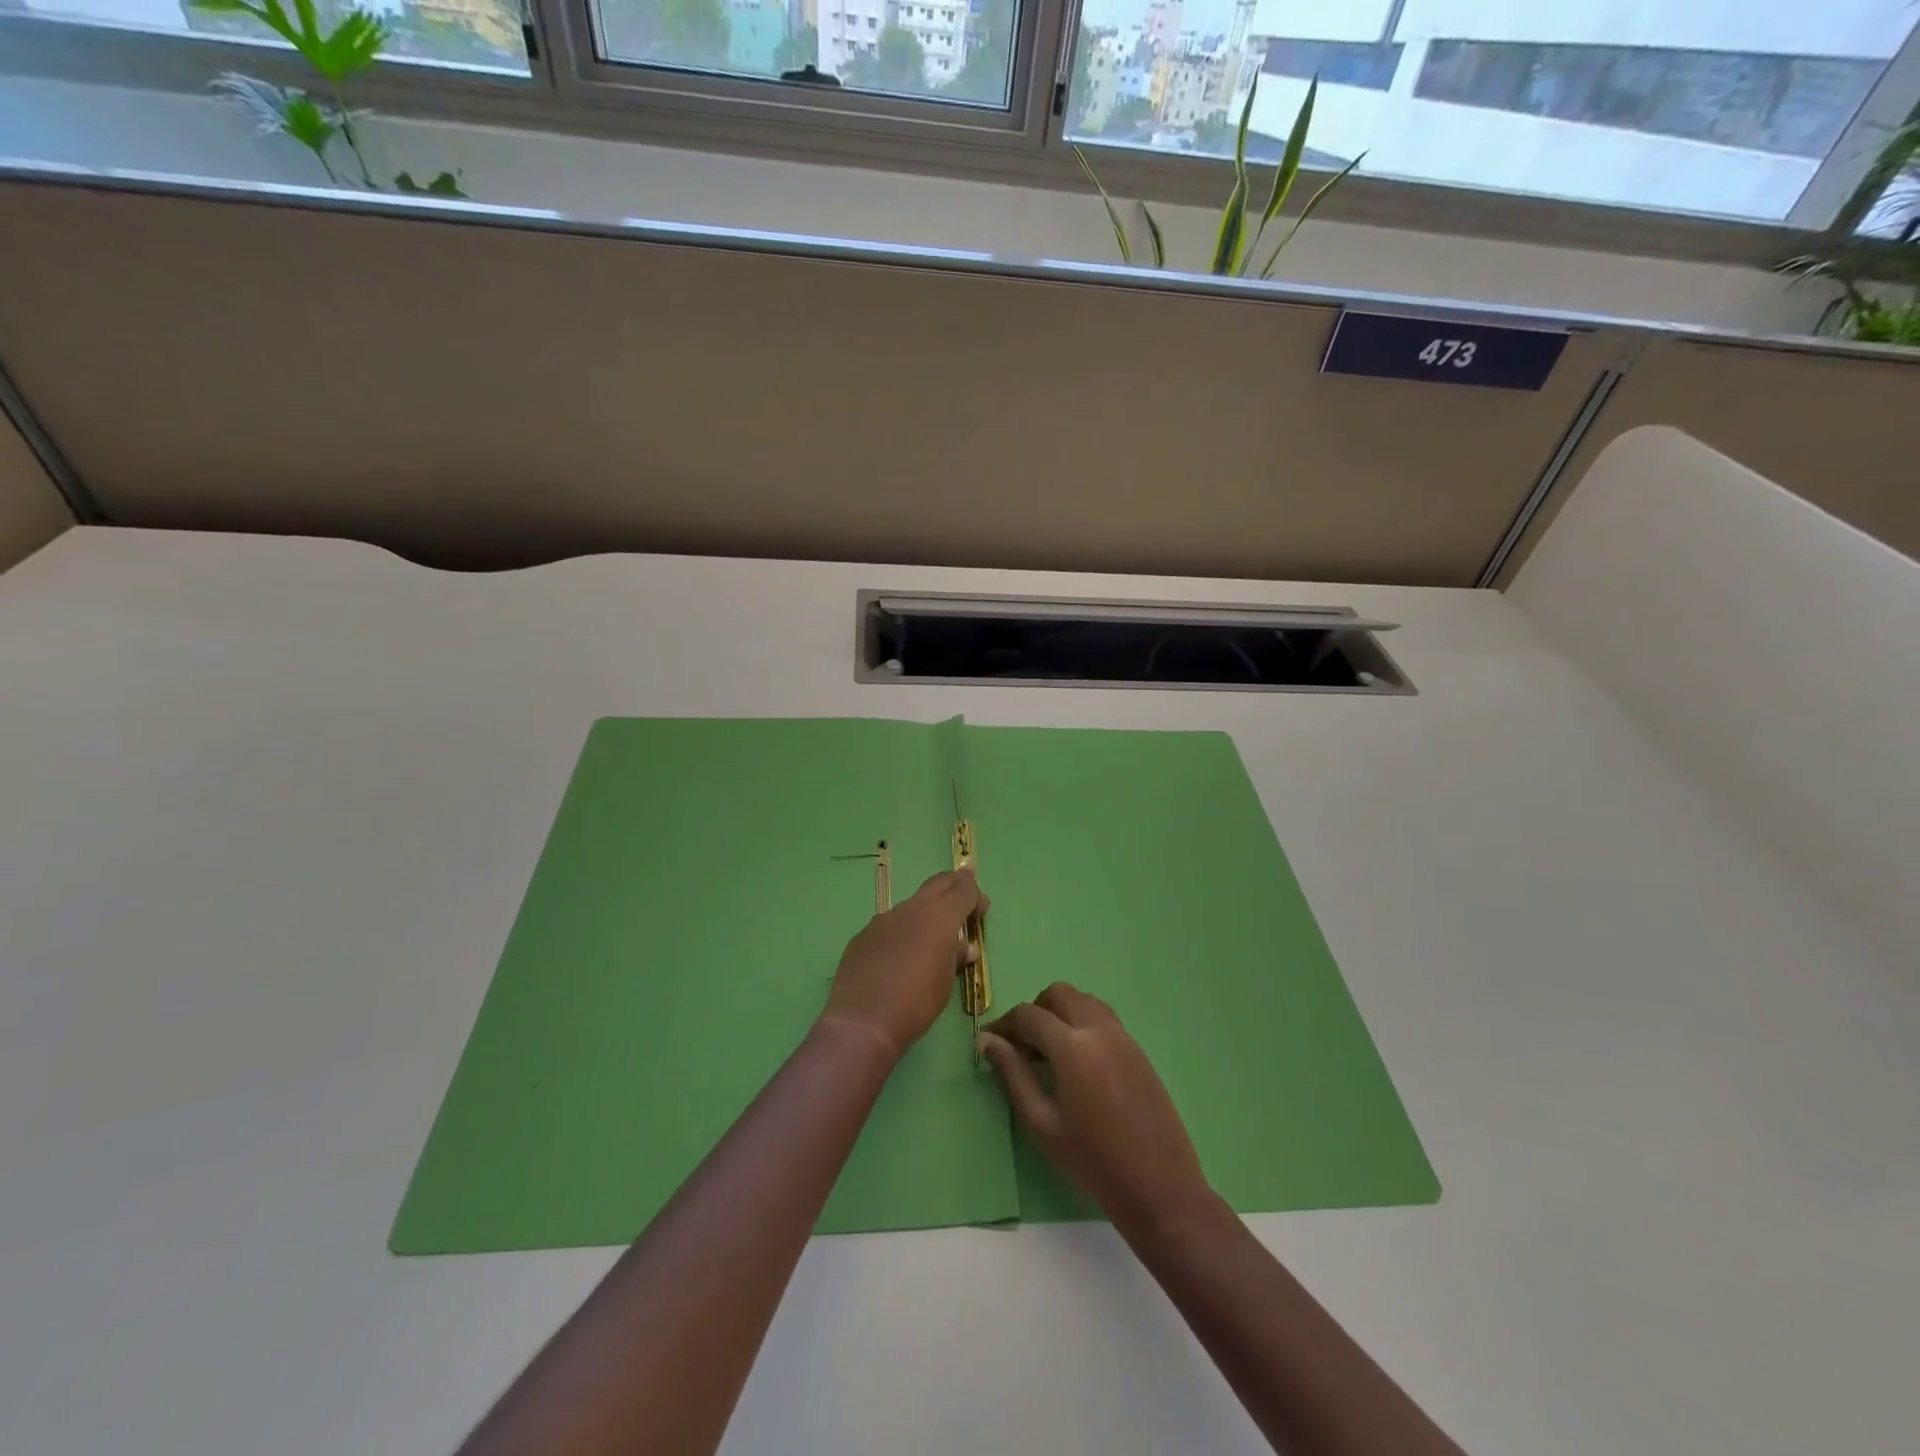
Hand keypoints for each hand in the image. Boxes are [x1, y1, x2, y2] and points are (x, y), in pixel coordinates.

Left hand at [820, 869, 986, 1060]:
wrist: (863, 1021)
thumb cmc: (916, 1002)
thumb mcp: (946, 982)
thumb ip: (956, 957)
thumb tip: (966, 948)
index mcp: (939, 916)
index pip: (963, 888)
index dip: (976, 895)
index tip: (981, 911)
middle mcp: (911, 909)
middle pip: (938, 883)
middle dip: (954, 887)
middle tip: (964, 903)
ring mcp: (883, 919)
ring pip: (911, 906)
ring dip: (925, 915)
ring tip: (929, 943)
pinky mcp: (863, 935)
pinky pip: (890, 926)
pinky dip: (902, 934)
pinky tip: (898, 959)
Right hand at [980, 983, 1213, 1240]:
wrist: (1159, 1187)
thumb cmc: (1092, 1160)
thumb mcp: (1042, 1122)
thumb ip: (1013, 1074)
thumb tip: (988, 1040)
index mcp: (1072, 1046)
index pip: (1028, 1015)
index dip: (1004, 1024)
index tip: (990, 1041)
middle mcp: (1099, 1028)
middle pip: (1058, 994)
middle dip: (1034, 1011)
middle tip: (1022, 1046)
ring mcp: (1123, 1036)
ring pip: (1083, 1000)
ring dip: (1060, 1012)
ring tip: (1048, 1052)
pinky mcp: (1138, 1049)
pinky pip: (1103, 1018)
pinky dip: (1082, 1023)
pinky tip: (1077, 1062)